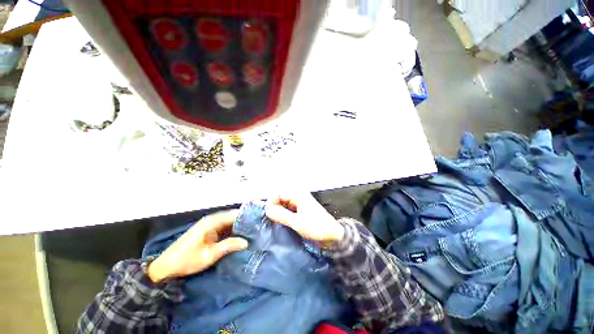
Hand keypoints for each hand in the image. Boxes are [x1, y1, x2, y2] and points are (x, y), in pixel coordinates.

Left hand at [147, 210, 248, 283]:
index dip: (246, 216)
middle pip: (233, 216)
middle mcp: (212, 219)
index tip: (259, 220)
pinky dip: (233, 229)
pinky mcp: (209, 230)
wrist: (166, 266)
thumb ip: (228, 246)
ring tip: (254, 229)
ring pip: (230, 221)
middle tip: (258, 225)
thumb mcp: (209, 255)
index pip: (234, 214)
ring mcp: (210, 224)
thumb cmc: (187, 260)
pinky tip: (241, 234)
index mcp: (212, 222)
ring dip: (240, 225)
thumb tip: (247, 242)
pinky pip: (225, 226)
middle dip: (245, 220)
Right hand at [265, 194, 344, 244]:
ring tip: (272, 224)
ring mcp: (298, 206)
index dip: (271, 202)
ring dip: (276, 213)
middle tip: (268, 221)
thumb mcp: (298, 223)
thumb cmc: (318, 228)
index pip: (278, 194)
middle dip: (273, 208)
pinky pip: (286, 212)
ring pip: (282, 206)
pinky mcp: (298, 214)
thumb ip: (282, 215)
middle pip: (279, 199)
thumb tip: (267, 209)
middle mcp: (297, 198)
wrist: (333, 237)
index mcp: (298, 196)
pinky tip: (278, 225)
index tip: (266, 214)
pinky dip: (281, 217)